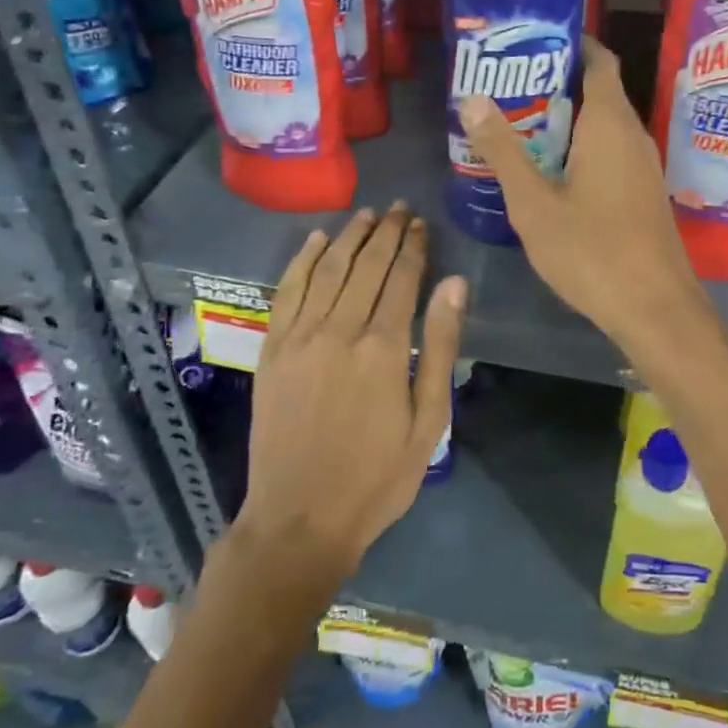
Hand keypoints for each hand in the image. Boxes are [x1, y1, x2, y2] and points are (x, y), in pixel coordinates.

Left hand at [234, 204, 467, 585]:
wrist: (299, 519)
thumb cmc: (377, 477)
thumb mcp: (428, 421)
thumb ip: (439, 347)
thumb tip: (454, 284)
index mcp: (383, 347)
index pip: (401, 279)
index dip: (413, 247)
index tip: (421, 224)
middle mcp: (339, 330)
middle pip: (366, 266)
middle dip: (386, 233)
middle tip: (399, 208)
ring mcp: (299, 337)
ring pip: (327, 270)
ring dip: (349, 237)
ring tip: (367, 215)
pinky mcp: (272, 350)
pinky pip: (288, 291)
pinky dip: (303, 260)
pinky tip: (316, 240)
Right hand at [458, 35, 709, 349]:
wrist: (656, 308)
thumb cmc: (592, 251)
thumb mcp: (534, 203)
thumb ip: (503, 151)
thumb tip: (473, 99)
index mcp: (609, 123)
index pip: (598, 60)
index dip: (568, 43)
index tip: (528, 41)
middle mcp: (633, 134)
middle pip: (597, 90)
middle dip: (554, 83)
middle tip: (506, 86)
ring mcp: (642, 165)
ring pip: (602, 125)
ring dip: (565, 120)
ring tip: (517, 124)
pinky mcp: (643, 191)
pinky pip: (609, 152)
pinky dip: (580, 147)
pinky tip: (548, 169)